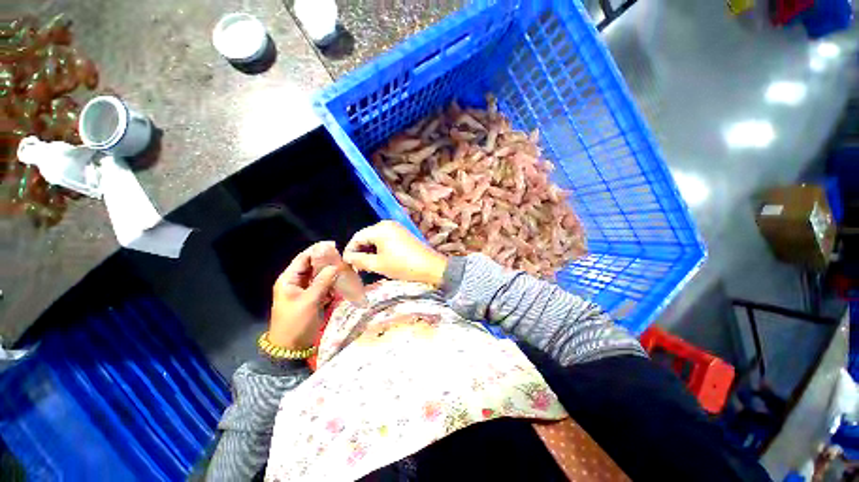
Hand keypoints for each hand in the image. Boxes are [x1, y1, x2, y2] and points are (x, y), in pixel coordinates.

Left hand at [269, 242, 340, 348]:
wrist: (291, 347)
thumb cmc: (296, 322)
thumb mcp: (309, 301)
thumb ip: (322, 282)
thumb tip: (335, 266)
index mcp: (289, 279)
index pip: (303, 259)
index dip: (316, 250)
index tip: (333, 244)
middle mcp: (296, 282)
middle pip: (312, 266)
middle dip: (326, 260)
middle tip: (342, 256)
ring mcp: (305, 290)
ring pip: (319, 275)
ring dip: (330, 271)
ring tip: (345, 266)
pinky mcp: (312, 298)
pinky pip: (323, 286)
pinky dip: (331, 282)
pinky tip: (342, 280)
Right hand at [343, 220, 447, 286]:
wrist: (430, 267)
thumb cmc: (403, 266)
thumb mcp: (378, 265)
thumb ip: (359, 260)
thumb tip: (347, 258)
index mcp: (380, 229)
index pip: (357, 237)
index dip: (350, 251)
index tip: (346, 264)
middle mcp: (387, 224)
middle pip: (366, 236)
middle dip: (360, 251)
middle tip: (356, 266)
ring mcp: (396, 228)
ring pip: (376, 238)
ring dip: (369, 250)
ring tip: (367, 265)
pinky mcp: (403, 233)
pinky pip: (385, 239)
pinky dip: (379, 248)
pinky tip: (379, 259)